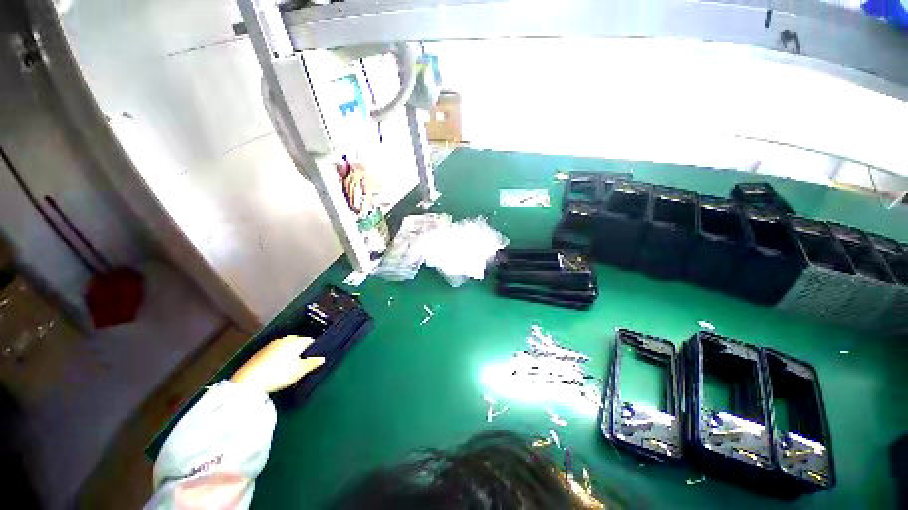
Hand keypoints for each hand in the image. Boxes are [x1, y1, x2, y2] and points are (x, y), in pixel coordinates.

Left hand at [230, 336, 324, 393]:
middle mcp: (283, 339)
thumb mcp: (299, 371)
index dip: (314, 347)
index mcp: (295, 341)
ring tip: (291, 364)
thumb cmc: (279, 374)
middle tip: (304, 360)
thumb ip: (312, 363)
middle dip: (301, 348)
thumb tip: (322, 358)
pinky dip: (279, 356)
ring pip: (285, 345)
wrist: (248, 382)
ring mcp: (270, 345)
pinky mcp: (260, 353)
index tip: (315, 355)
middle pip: (297, 341)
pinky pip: (275, 351)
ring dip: (289, 352)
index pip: (309, 340)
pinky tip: (277, 366)